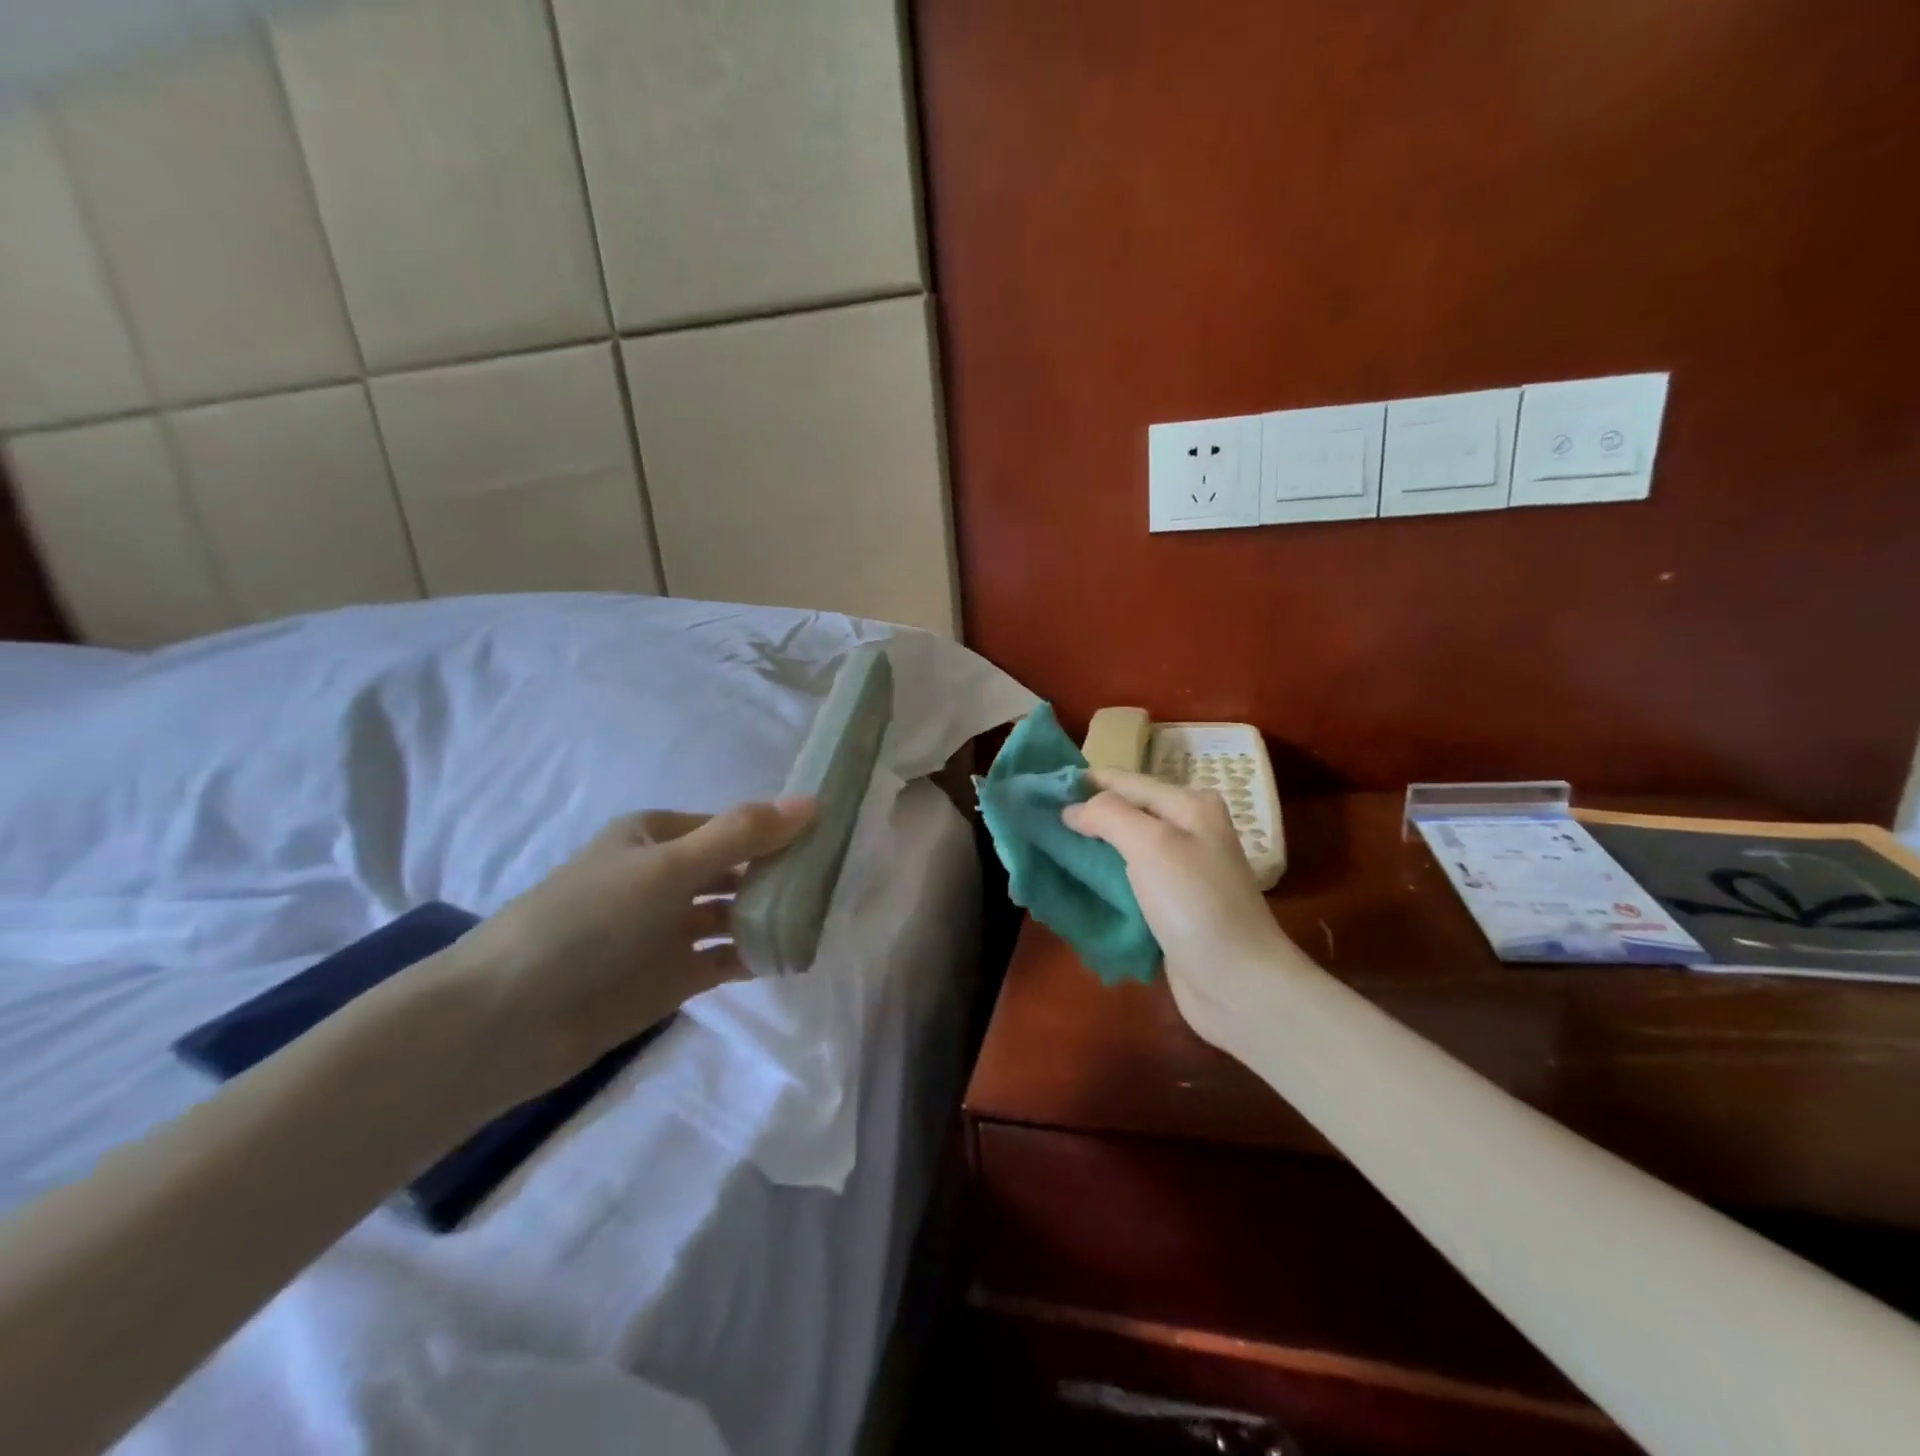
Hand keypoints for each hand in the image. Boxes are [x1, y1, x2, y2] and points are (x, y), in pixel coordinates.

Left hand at [431, 798, 815, 1107]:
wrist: (506, 1019)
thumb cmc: (587, 921)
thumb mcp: (667, 867)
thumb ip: (742, 836)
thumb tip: (813, 802)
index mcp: (659, 836)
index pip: (735, 826)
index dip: (781, 831)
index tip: (834, 841)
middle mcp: (667, 876)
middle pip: (739, 869)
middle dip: (783, 874)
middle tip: (839, 883)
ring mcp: (669, 929)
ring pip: (736, 914)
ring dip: (774, 915)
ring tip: (824, 920)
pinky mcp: (672, 975)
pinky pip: (726, 958)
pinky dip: (756, 955)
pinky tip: (791, 957)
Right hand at [1064, 769, 1293, 1050]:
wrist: (1239, 984)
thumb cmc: (1196, 905)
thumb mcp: (1152, 845)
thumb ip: (1109, 815)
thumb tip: (1071, 809)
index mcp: (1188, 805)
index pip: (1123, 781)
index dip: (1081, 783)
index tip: (1036, 789)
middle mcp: (1186, 831)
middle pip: (1122, 813)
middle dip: (1080, 816)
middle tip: (1032, 822)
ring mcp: (1178, 871)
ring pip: (1120, 850)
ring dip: (1086, 850)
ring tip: (1041, 850)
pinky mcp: (1168, 907)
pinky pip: (1125, 883)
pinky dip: (1098, 881)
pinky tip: (1069, 884)